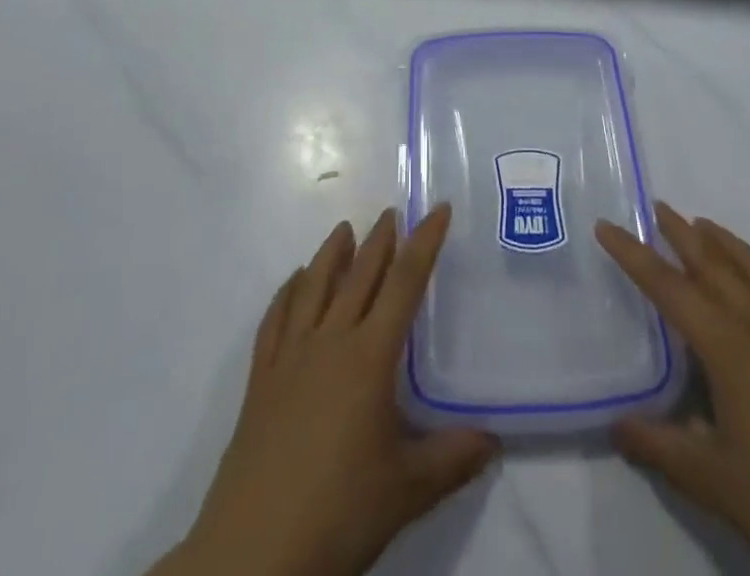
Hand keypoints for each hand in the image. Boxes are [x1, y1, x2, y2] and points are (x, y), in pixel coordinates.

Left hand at [157, 206, 497, 575]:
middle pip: (360, 274)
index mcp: (370, 357)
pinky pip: (275, 319)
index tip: (437, 208)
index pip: (405, 283)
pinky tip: (294, 282)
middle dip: (380, 240)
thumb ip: (453, 459)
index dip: (425, 242)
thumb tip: (494, 439)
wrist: (255, 553)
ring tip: (344, 229)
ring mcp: (291, 356)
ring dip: (332, 253)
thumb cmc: (339, 512)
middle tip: (392, 212)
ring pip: (314, 286)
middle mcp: (331, 341)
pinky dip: (287, 292)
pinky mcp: (261, 379)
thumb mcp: (408, 490)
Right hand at [597, 205, 749, 575]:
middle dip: (680, 232)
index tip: (606, 226)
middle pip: (712, 262)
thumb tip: (616, 425)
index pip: (667, 286)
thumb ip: (660, 448)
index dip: (633, 255)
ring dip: (725, 241)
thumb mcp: (712, 480)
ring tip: (704, 224)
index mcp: (725, 343)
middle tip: (657, 207)